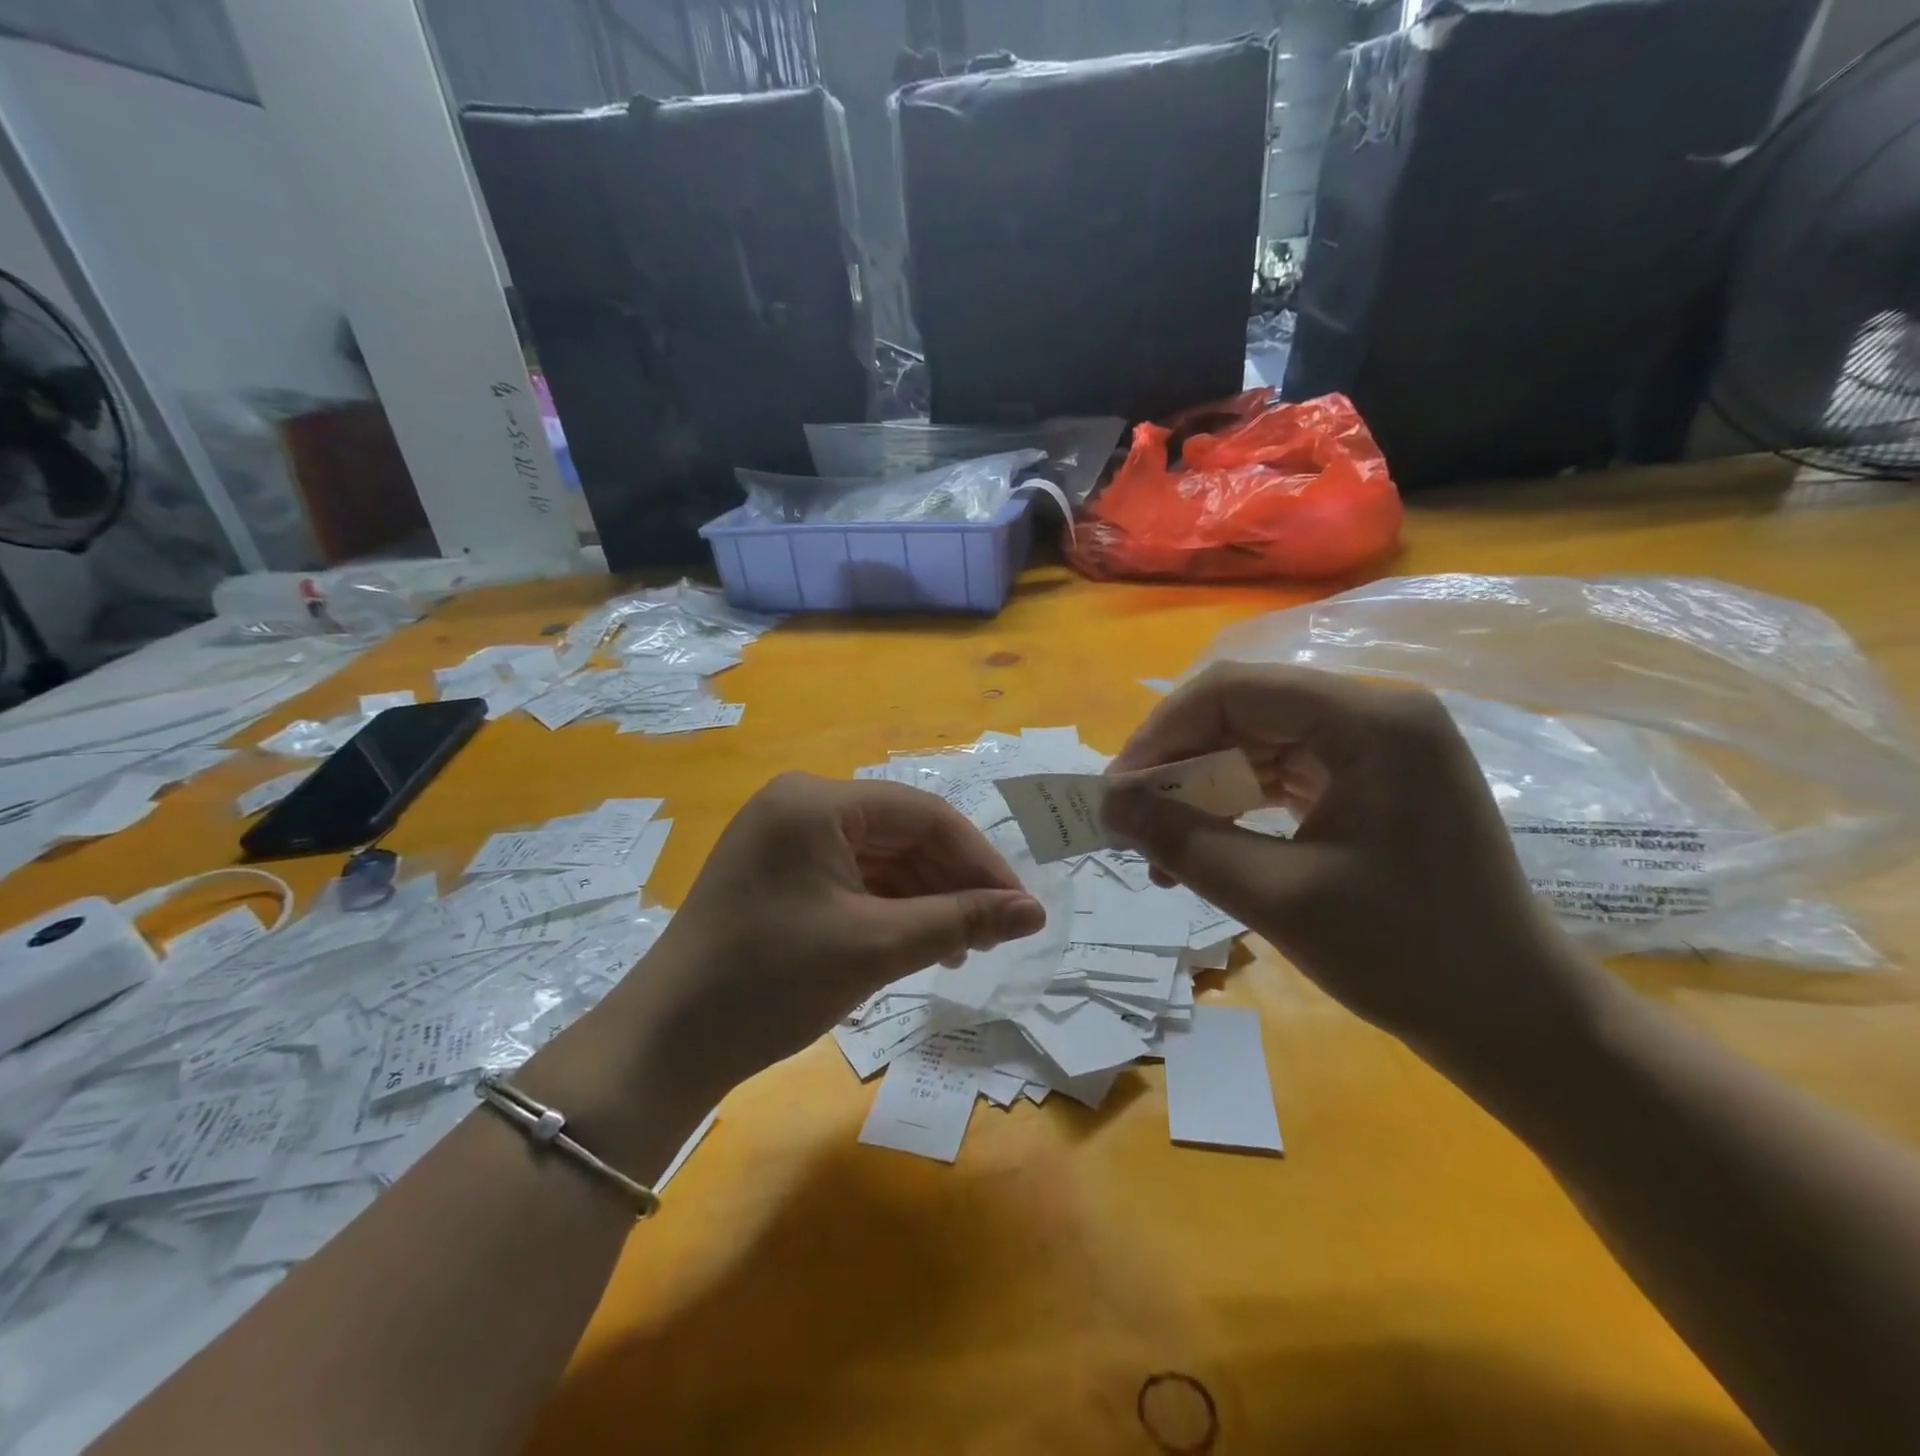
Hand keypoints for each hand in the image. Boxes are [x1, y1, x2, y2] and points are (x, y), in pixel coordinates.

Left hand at [613, 773, 1045, 1101]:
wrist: (665, 1045)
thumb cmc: (772, 982)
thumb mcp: (877, 947)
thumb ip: (961, 920)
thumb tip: (1035, 912)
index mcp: (816, 801)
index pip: (922, 815)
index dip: (979, 859)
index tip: (1019, 906)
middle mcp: (800, 805)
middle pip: (901, 834)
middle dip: (952, 882)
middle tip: (996, 933)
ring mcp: (785, 838)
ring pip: (879, 858)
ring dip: (925, 899)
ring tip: (963, 948)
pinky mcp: (779, 873)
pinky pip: (850, 878)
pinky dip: (888, 908)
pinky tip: (919, 944)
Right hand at [1103, 664, 1599, 1076]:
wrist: (1515, 1021)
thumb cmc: (1409, 958)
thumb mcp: (1278, 898)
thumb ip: (1184, 841)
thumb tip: (1106, 803)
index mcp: (1372, 722)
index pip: (1235, 689)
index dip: (1162, 731)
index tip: (1117, 789)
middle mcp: (1378, 714)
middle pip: (1245, 710)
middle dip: (1179, 763)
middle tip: (1132, 819)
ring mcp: (1379, 747)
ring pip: (1258, 742)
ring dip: (1203, 787)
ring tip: (1161, 845)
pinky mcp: (1374, 780)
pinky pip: (1284, 772)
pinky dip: (1238, 804)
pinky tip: (1207, 844)